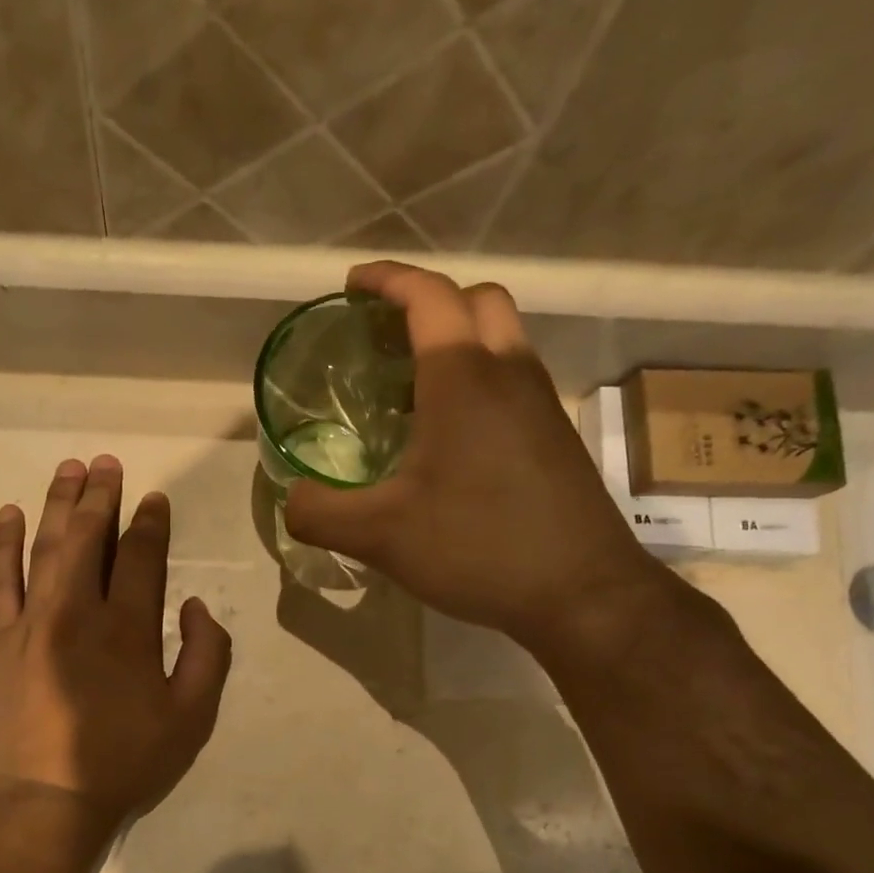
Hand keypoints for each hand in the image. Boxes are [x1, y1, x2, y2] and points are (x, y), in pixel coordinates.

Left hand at [0, 455, 232, 837]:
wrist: (45, 802)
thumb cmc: (124, 762)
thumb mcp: (192, 720)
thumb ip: (207, 656)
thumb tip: (193, 606)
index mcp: (129, 630)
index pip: (143, 557)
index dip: (151, 523)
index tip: (154, 499)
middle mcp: (79, 611)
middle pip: (90, 538)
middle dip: (101, 496)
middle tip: (107, 464)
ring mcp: (32, 622)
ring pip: (46, 547)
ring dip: (58, 504)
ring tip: (68, 469)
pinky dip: (5, 544)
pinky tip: (10, 514)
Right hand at [283, 261, 671, 657]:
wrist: (583, 593)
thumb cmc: (478, 547)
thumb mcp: (379, 536)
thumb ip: (319, 512)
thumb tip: (291, 497)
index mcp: (463, 379)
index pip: (428, 296)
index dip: (387, 280)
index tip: (352, 285)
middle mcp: (509, 375)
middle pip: (477, 301)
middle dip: (428, 302)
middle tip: (385, 335)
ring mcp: (541, 406)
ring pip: (502, 340)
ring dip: (457, 341)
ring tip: (408, 388)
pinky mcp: (556, 439)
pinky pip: (513, 382)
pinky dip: (477, 381)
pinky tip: (447, 439)